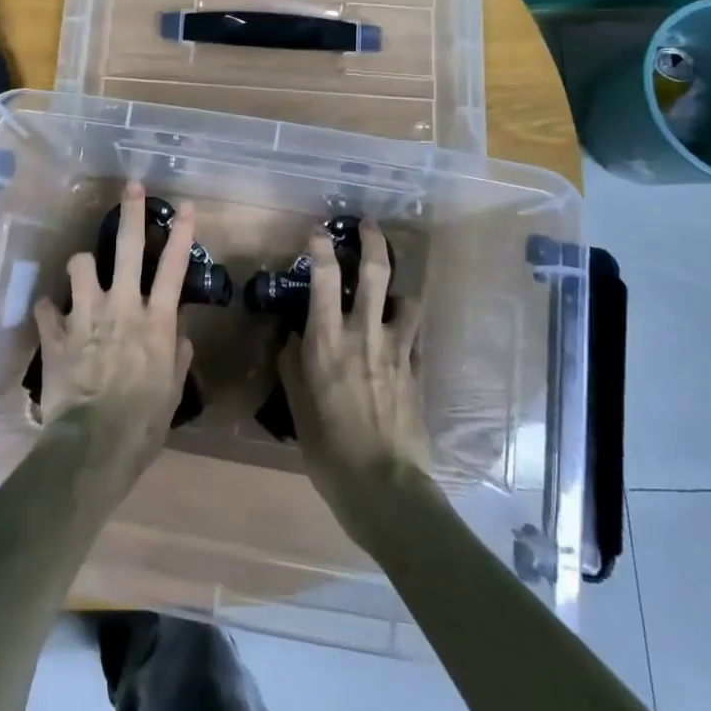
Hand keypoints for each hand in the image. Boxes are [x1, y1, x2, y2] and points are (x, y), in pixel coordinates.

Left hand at [32, 181, 194, 468]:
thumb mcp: (172, 390)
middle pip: (128, 247)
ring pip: (81, 264)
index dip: (182, 233)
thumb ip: (177, 355)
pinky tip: (50, 316)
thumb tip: (180, 333)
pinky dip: (49, 309)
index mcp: (156, 320)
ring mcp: (86, 315)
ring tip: (84, 272)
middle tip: (132, 186)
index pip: (174, 267)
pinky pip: (45, 306)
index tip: (186, 205)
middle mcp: (122, 306)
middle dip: (131, 212)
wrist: (94, 445)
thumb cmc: (143, 423)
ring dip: (82, 265)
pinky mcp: (56, 332)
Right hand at [279, 220, 432, 548]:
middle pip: (374, 272)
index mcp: (326, 340)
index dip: (319, 247)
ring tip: (391, 289)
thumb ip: (293, 362)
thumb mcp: (296, 404)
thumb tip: (293, 335)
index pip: (322, 277)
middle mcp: (363, 333)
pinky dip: (407, 325)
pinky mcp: (417, 368)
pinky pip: (415, 333)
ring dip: (398, 287)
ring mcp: (396, 348)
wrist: (383, 485)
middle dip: (373, 241)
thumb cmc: (328, 447)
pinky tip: (400, 333)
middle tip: (369, 224)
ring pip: (405, 298)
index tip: (317, 231)